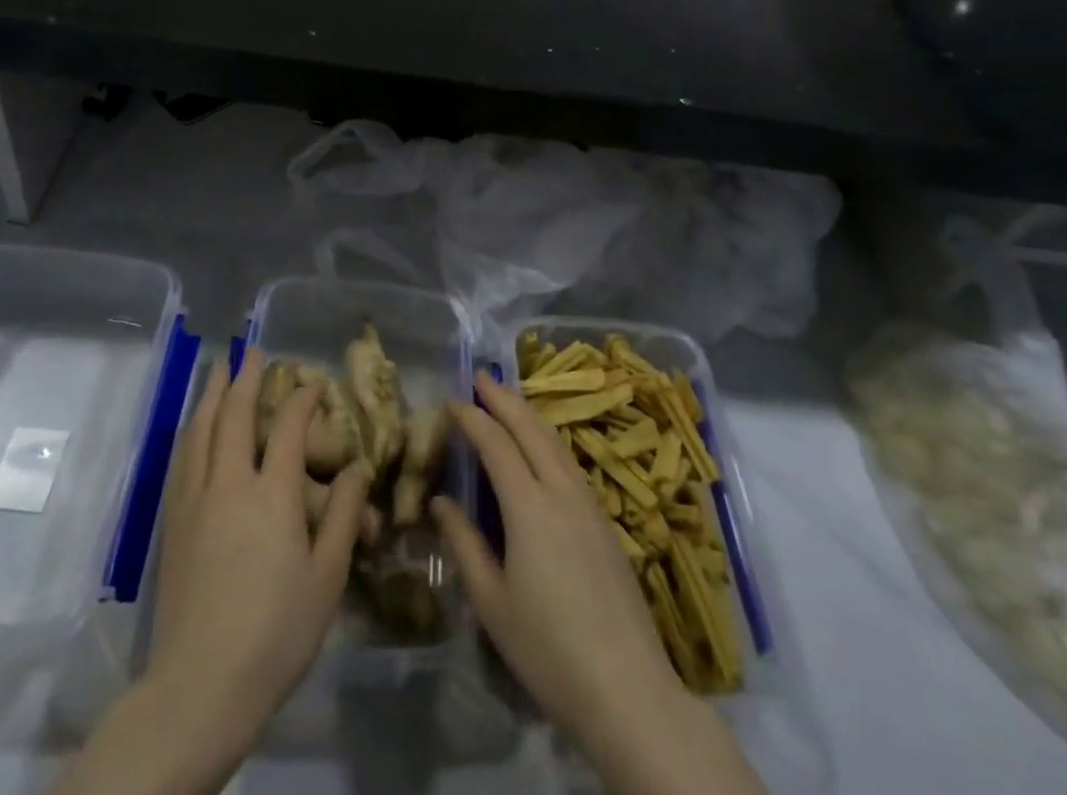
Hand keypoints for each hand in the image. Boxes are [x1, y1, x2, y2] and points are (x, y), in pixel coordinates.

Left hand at [147, 348, 369, 720]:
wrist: (200, 685)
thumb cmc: (276, 633)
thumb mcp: (327, 578)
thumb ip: (342, 516)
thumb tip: (355, 469)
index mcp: (272, 494)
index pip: (287, 426)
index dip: (302, 398)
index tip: (313, 382)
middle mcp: (229, 484)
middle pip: (233, 415)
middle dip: (245, 377)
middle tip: (252, 350)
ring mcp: (195, 501)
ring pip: (199, 430)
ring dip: (210, 394)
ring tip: (219, 369)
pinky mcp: (172, 523)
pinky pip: (181, 458)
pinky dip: (191, 430)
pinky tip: (193, 427)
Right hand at [434, 371, 764, 794]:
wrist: (627, 688)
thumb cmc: (548, 650)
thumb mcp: (491, 603)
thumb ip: (464, 544)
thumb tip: (439, 502)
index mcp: (529, 507)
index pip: (496, 444)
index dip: (472, 418)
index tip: (452, 400)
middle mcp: (562, 492)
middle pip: (531, 430)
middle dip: (504, 399)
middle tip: (482, 377)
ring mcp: (590, 505)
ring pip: (555, 442)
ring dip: (529, 415)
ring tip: (508, 401)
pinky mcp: (606, 523)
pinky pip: (570, 463)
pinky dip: (548, 441)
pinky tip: (542, 449)